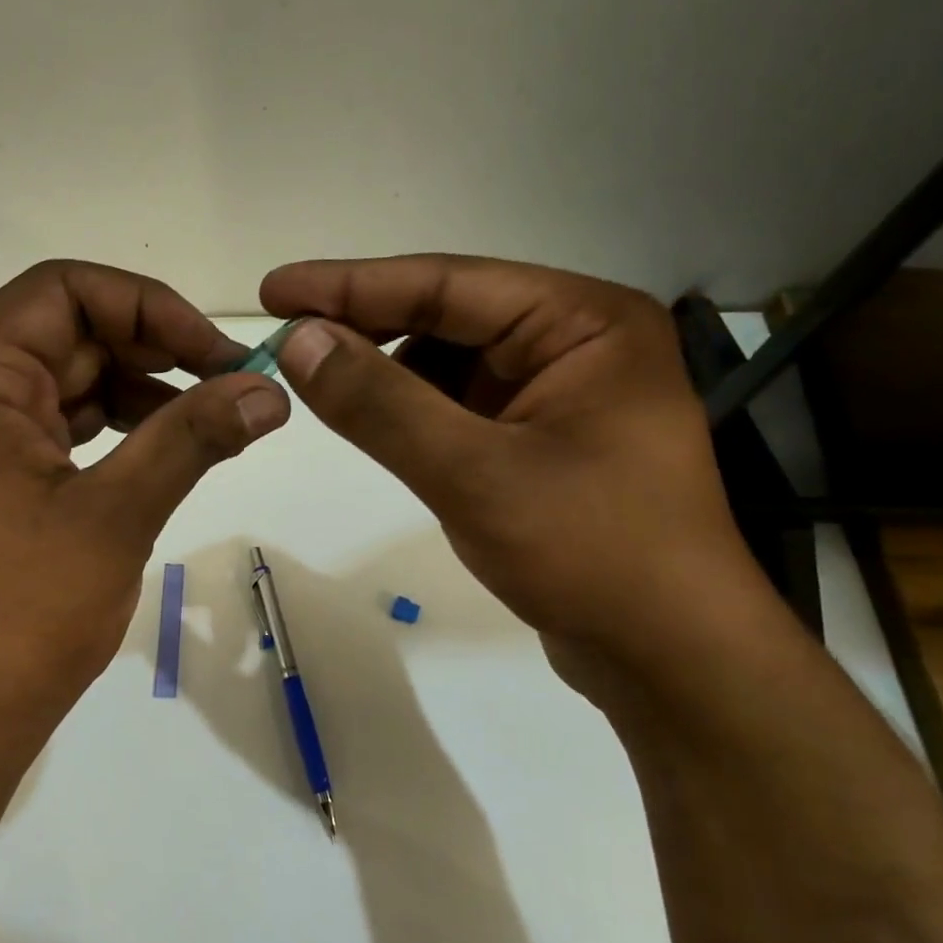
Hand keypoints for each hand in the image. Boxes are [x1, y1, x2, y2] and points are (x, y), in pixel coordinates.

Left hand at [0, 261, 289, 781]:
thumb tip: (268, 390)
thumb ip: (192, 438)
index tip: (213, 352)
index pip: (61, 292)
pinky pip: (48, 432)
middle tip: (226, 386)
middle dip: (149, 350)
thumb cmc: (23, 614)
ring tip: (205, 423)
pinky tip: (156, 455)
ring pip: (59, 385)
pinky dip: (105, 432)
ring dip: (132, 392)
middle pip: (61, 335)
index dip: (146, 307)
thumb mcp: (116, 515)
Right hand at [261, 255, 760, 675]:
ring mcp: (561, 395)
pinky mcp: (543, 443)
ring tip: (318, 382)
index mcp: (584, 322)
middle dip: (365, 328)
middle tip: (284, 338)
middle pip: (448, 316)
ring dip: (385, 373)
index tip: (273, 290)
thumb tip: (298, 340)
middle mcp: (577, 344)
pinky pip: (460, 409)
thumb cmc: (590, 554)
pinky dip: (411, 413)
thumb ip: (380, 404)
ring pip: (449, 365)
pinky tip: (372, 424)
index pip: (448, 282)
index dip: (350, 286)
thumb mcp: (473, 473)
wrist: (670, 659)